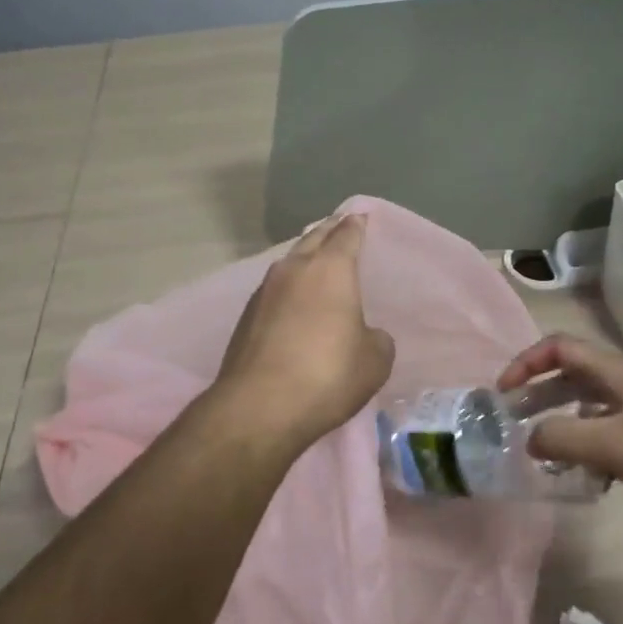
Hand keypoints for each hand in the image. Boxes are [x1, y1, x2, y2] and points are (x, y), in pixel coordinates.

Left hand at [213, 213, 394, 452]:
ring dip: (305, 257)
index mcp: (330, 269)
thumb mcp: (374, 361)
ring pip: (290, 262)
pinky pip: (275, 289)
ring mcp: (264, 291)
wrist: (259, 407)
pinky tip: (295, 300)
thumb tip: (364, 334)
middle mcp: (294, 270)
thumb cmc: (327, 376)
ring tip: (317, 261)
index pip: (346, 234)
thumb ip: (376, 338)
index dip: (356, 225)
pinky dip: (289, 287)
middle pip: (313, 239)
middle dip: (328, 231)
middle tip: (340, 227)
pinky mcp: (246, 316)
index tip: (360, 217)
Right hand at [497, 333, 622, 520]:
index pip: (558, 347)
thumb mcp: (612, 444)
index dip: (526, 362)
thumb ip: (562, 438)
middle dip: (537, 393)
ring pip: (587, 404)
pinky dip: (586, 444)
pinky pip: (607, 430)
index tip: (504, 391)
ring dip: (559, 421)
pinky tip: (583, 474)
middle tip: (512, 420)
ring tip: (540, 449)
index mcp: (615, 371)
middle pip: (570, 375)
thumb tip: (528, 439)